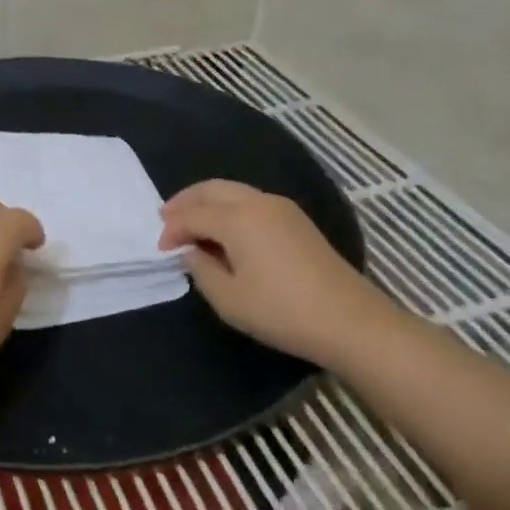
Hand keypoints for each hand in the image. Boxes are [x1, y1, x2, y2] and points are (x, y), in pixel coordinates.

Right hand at [158, 179, 391, 363]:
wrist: (349, 320)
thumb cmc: (281, 311)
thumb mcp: (229, 299)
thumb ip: (201, 270)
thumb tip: (192, 252)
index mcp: (236, 218)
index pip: (192, 215)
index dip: (172, 230)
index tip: (160, 250)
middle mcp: (257, 202)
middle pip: (211, 189)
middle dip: (185, 201)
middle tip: (165, 217)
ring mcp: (281, 208)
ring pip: (233, 191)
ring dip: (207, 202)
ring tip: (191, 222)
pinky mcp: (296, 220)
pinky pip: (251, 201)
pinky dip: (229, 207)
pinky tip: (224, 229)